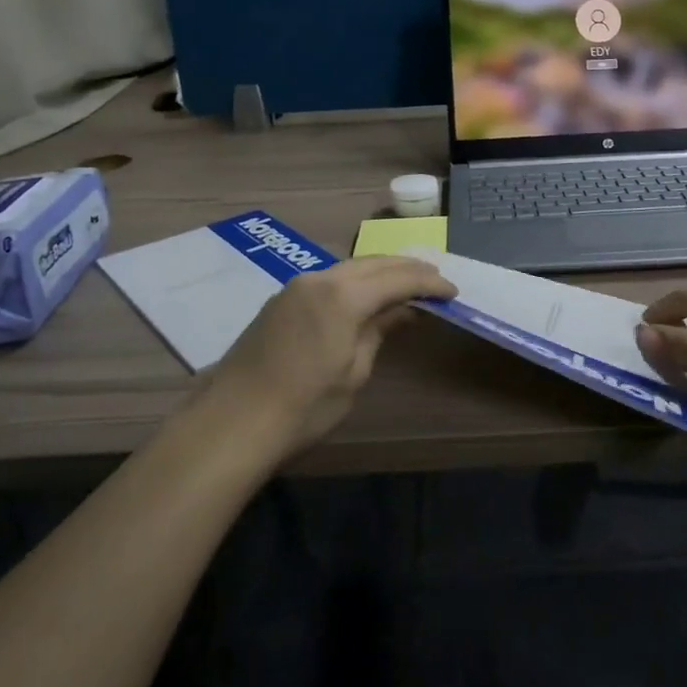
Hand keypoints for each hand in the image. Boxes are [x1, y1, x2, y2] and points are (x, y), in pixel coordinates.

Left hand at [206, 255, 455, 455]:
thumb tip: (402, 311)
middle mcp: (319, 279)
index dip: (429, 284)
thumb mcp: (353, 372)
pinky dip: (356, 282)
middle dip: (407, 269)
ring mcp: (295, 287)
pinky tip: (367, 297)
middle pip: (373, 263)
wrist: (233, 422)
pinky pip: (329, 280)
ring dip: (381, 272)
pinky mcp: (281, 301)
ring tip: (407, 285)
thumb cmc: (304, 406)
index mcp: (342, 295)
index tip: (453, 292)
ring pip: (349, 268)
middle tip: (436, 279)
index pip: (397, 279)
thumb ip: (379, 331)